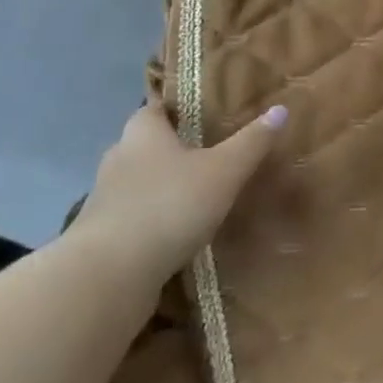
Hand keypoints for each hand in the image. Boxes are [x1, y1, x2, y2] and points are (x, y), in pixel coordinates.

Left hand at [73, 103, 286, 285]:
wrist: (110, 274)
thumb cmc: (170, 205)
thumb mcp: (225, 170)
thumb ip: (252, 142)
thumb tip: (281, 109)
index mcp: (143, 134)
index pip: (155, 108)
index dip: (177, 108)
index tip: (203, 113)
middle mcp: (118, 159)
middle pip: (146, 144)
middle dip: (173, 148)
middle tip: (210, 153)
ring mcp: (104, 199)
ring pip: (139, 182)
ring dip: (163, 186)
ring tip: (198, 194)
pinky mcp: (101, 235)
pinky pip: (133, 216)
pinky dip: (153, 218)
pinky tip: (177, 230)